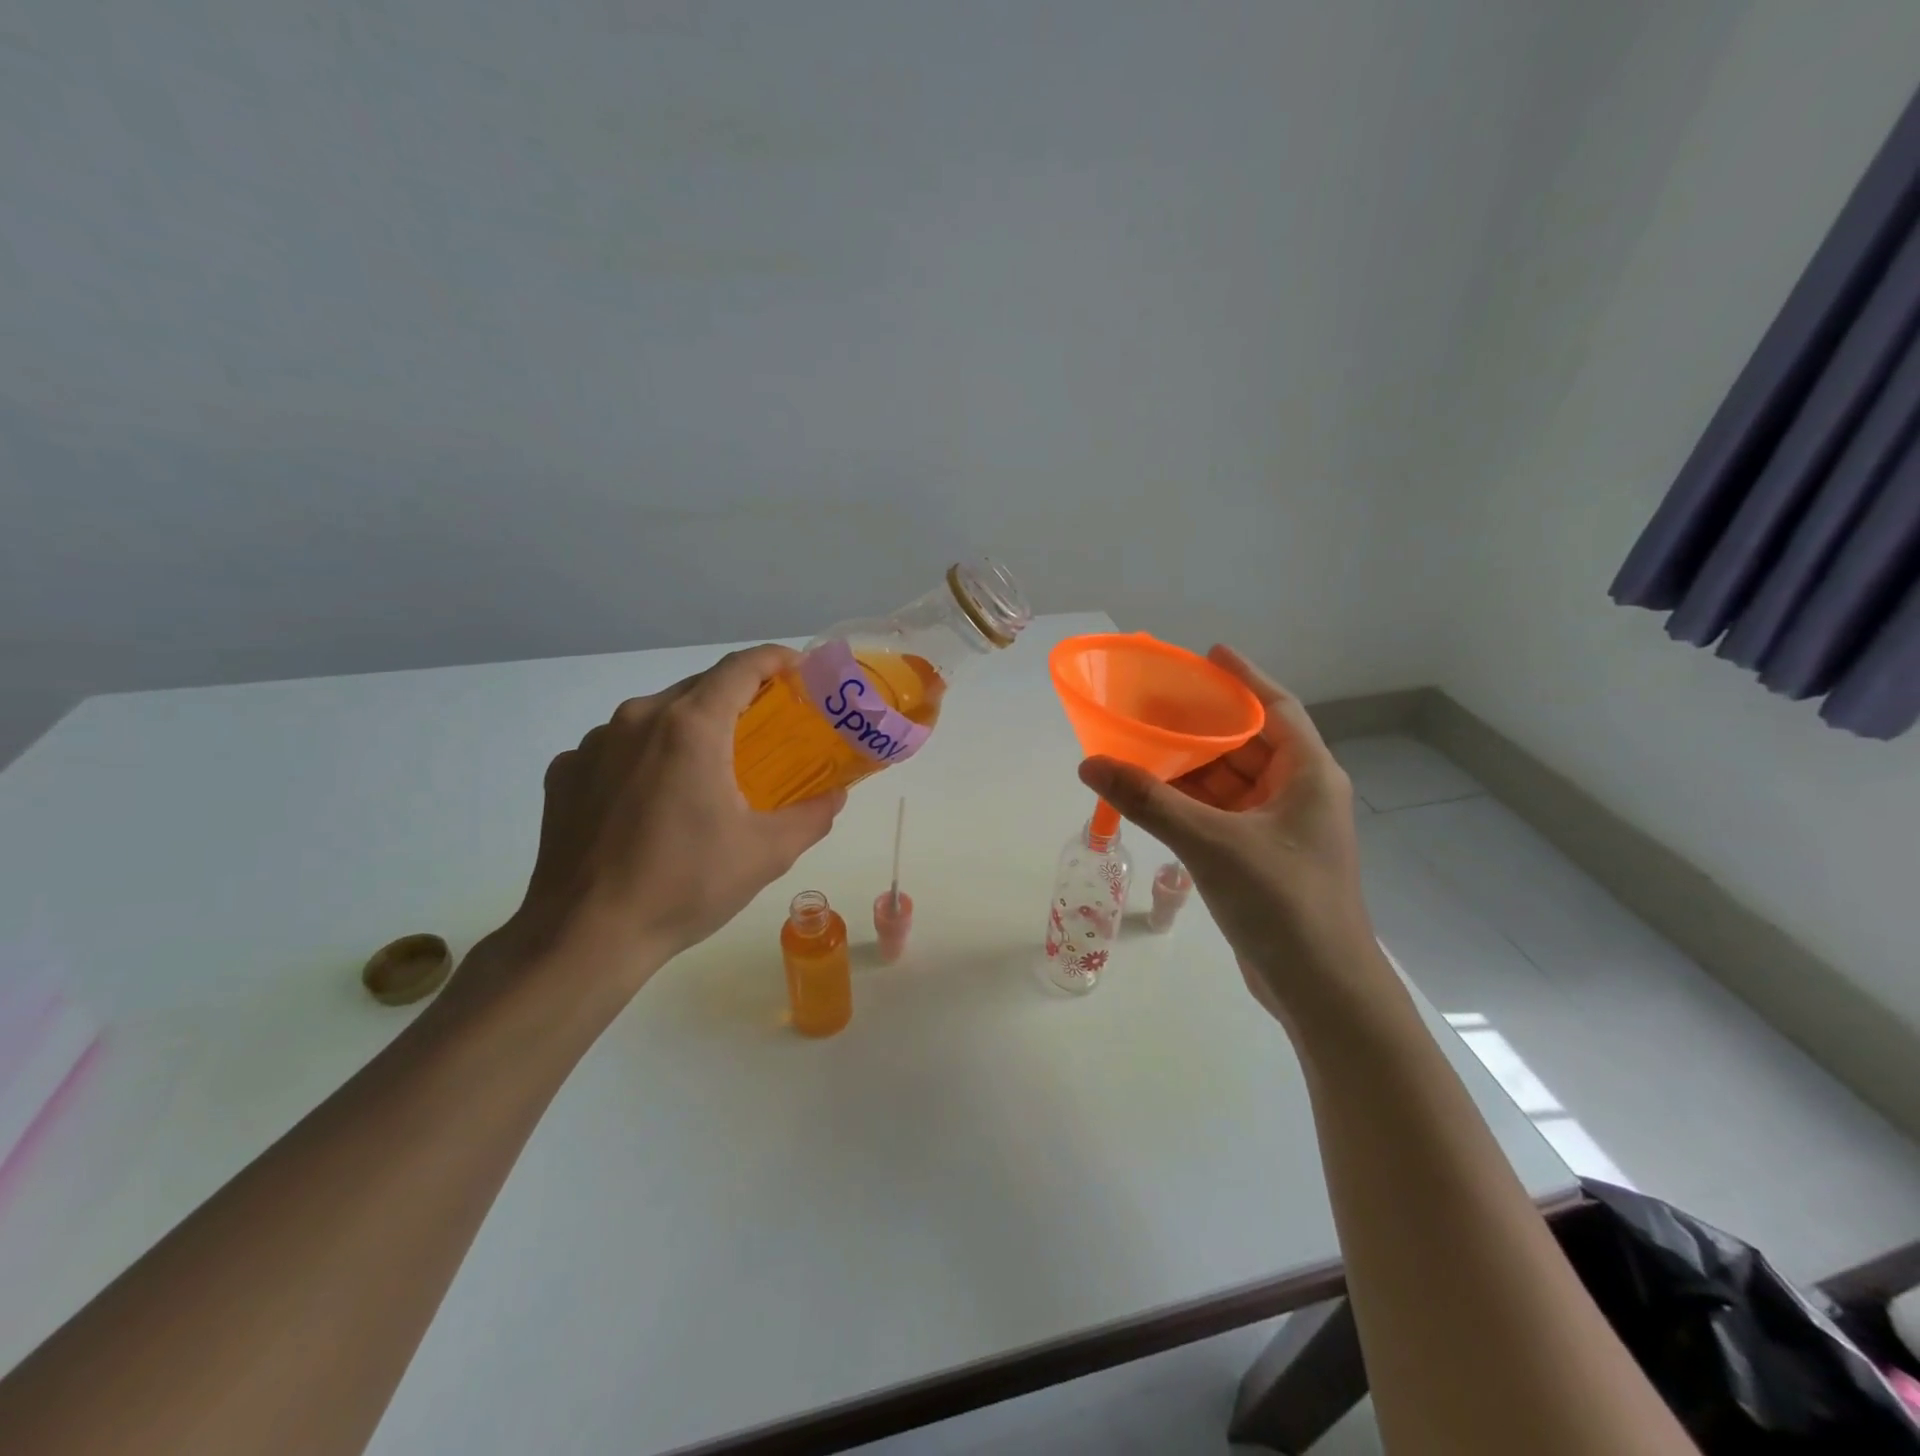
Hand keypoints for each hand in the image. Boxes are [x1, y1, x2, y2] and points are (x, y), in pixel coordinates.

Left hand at [466, 645, 845, 1013]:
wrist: (585, 936)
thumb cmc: (685, 885)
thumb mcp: (767, 853)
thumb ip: (812, 815)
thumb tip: (836, 795)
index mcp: (691, 726)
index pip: (741, 666)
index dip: (776, 659)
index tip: (800, 672)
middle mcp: (638, 718)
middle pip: (699, 687)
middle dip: (737, 698)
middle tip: (765, 729)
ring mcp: (594, 744)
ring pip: (655, 716)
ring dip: (689, 729)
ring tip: (707, 770)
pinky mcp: (566, 773)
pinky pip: (617, 748)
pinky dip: (645, 759)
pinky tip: (652, 802)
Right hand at [1077, 646, 1381, 1023]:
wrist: (1321, 990)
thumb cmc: (1281, 902)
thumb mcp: (1210, 843)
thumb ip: (1149, 801)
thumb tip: (1091, 764)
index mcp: (1308, 774)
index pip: (1276, 707)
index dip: (1242, 678)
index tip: (1206, 655)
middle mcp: (1301, 793)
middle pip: (1249, 742)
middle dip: (1204, 725)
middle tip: (1155, 705)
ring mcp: (1283, 829)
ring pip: (1233, 782)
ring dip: (1192, 768)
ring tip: (1144, 747)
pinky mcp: (1266, 858)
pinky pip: (1224, 814)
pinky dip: (1193, 803)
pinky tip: (1155, 799)